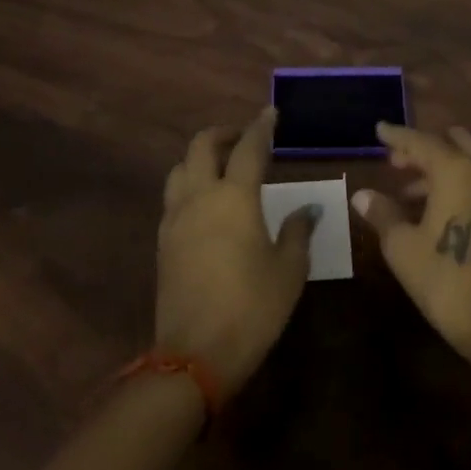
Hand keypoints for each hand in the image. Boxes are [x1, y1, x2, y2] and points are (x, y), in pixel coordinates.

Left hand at [156, 107, 315, 397]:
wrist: (194, 356)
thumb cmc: (252, 308)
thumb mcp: (288, 271)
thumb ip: (297, 232)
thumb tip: (306, 210)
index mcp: (235, 197)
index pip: (249, 147)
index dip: (262, 126)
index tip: (271, 113)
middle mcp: (201, 196)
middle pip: (202, 145)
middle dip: (223, 132)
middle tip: (244, 137)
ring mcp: (176, 217)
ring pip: (180, 167)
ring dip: (200, 156)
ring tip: (221, 166)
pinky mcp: (163, 240)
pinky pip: (173, 196)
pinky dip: (189, 184)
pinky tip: (204, 202)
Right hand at [352, 123, 470, 374]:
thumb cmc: (445, 278)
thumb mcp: (402, 246)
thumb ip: (382, 213)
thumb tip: (362, 195)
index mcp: (457, 171)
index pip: (421, 142)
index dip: (397, 136)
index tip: (379, 129)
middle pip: (453, 145)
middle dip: (423, 149)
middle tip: (395, 162)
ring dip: (441, 169)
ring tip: (409, 193)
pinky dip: (460, 185)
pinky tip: (437, 211)